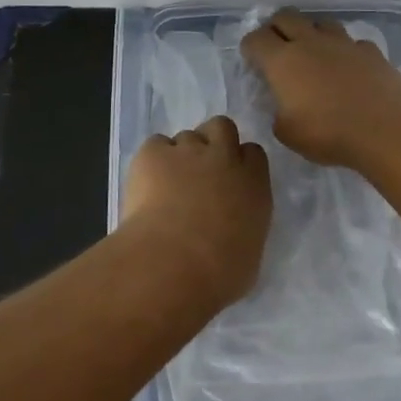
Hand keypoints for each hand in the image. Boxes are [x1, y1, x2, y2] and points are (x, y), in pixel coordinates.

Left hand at [122, 115, 271, 309]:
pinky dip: (152, 160)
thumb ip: (244, 228)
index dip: (240, 162)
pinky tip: (146, 183)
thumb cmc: (220, 273)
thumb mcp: (249, 254)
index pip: (253, 154)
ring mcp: (187, 151)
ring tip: (167, 183)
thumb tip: (233, 230)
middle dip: (212, 142)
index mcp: (254, 184)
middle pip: (222, 127)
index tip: (229, 181)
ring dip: (180, 154)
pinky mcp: (153, 154)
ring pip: (186, 136)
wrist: (174, 264)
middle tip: (200, 170)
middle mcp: (225, 159)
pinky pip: (155, 145)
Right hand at [240, 10, 400, 167]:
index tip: (253, 62)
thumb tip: (283, 105)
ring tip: (314, 54)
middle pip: (286, 16)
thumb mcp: (287, 133)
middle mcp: (311, 43)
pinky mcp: (371, 51)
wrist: (385, 129)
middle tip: (277, 48)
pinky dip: (345, 51)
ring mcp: (343, 43)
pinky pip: (352, 42)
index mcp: (283, 61)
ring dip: (312, 33)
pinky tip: (348, 68)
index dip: (250, 48)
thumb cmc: (328, 134)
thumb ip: (278, 113)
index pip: (256, 39)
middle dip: (276, 27)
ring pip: (321, 22)